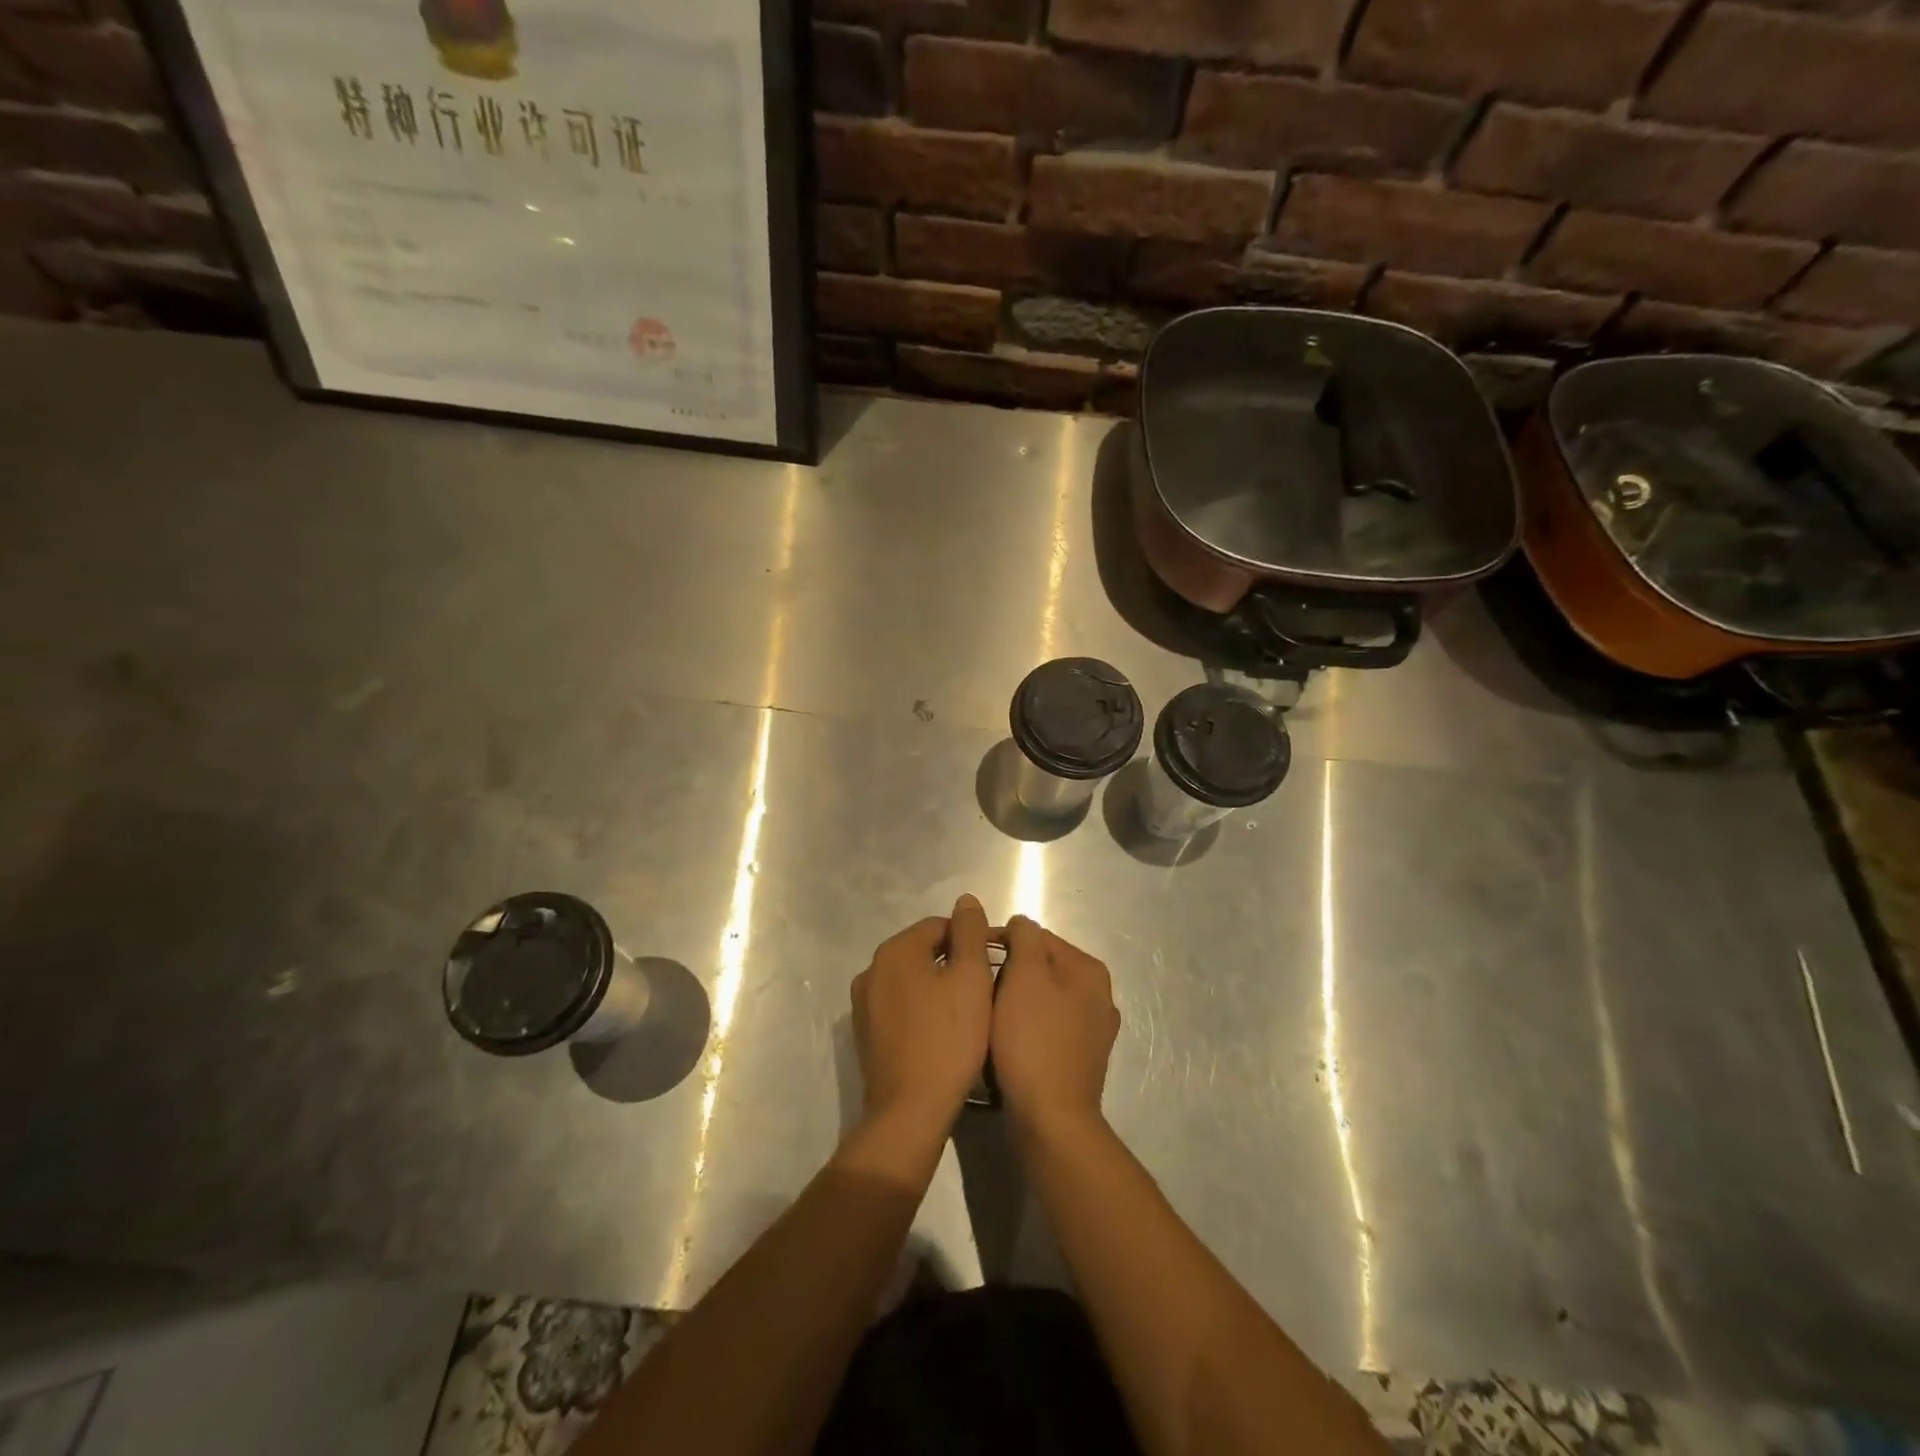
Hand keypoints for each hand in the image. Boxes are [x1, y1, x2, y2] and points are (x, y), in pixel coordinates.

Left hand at [851, 895, 994, 1133]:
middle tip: (983, 990)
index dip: (970, 940)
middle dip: (953, 963)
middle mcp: (871, 969)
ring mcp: (864, 1004)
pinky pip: (899, 1006)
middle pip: (922, 951)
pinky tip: (941, 1032)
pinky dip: (920, 1009)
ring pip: (910, 980)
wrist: (911, 1110)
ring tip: (965, 1012)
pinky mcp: (865, 1034)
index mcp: (895, 950)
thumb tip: (965, 900)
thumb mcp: (970, 978)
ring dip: (936, 986)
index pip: (939, 926)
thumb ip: (969, 933)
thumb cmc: (948, 1038)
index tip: (993, 964)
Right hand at [992, 917, 1118, 1140]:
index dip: (1002, 942)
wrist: (1051, 1120)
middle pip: (1041, 968)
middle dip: (1010, 973)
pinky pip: (1046, 1030)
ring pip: (1043, 1000)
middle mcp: (1099, 996)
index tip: (972, 957)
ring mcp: (1093, 1032)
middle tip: (978, 990)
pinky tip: (1008, 1043)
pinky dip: (1027, 1029)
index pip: (1037, 937)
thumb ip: (1024, 937)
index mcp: (1089, 969)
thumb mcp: (1024, 975)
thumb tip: (1021, 924)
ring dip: (1016, 1002)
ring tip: (989, 1017)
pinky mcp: (1080, 1061)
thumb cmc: (1033, 1040)